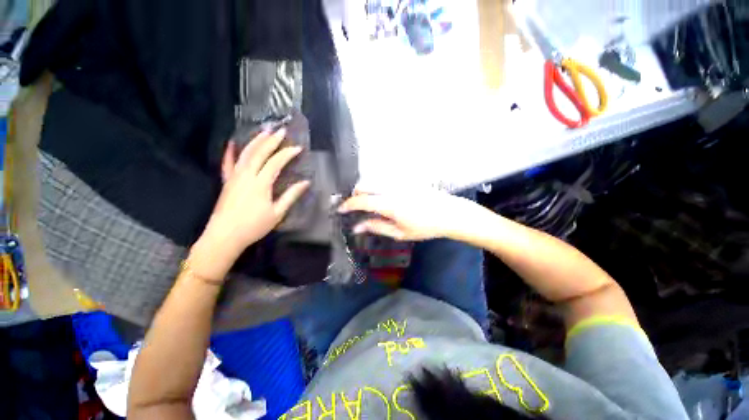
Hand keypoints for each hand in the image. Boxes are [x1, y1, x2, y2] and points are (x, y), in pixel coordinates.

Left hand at [193, 129, 309, 276]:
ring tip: (264, 131)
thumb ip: (291, 196)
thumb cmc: (254, 226)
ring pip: (244, 154)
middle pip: (259, 153)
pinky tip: (232, 142)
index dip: (287, 154)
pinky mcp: (226, 181)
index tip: (298, 148)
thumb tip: (305, 183)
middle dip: (271, 141)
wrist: (224, 236)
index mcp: (260, 184)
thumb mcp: (277, 212)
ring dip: (255, 141)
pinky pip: (227, 163)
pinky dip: (230, 152)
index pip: (275, 163)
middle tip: (281, 131)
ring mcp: (234, 177)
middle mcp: (246, 175)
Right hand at [338, 187, 478, 240]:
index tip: (340, 209)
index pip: (362, 200)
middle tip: (355, 208)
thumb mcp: (400, 232)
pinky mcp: (404, 179)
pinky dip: (376, 188)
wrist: (449, 213)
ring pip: (373, 181)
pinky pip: (383, 180)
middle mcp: (392, 188)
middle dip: (355, 196)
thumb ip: (377, 227)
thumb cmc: (425, 227)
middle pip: (365, 185)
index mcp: (390, 203)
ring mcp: (399, 182)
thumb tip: (357, 227)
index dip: (348, 204)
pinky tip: (381, 198)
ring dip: (365, 190)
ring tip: (367, 204)